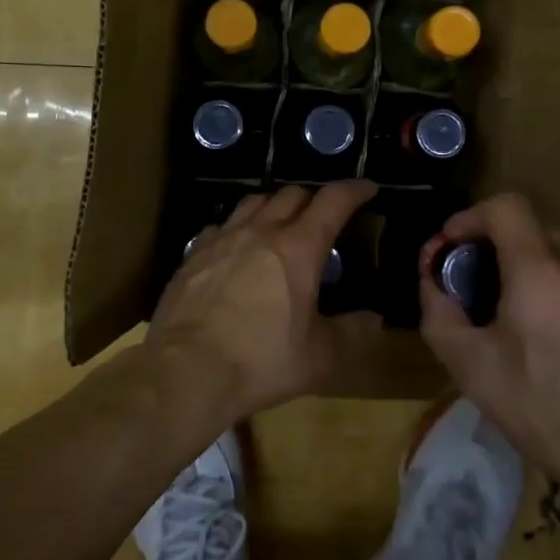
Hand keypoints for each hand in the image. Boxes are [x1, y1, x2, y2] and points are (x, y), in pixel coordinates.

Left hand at [148, 181, 381, 415]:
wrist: (186, 371)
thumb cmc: (261, 361)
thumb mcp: (320, 357)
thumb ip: (353, 333)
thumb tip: (373, 319)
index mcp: (298, 248)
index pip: (333, 201)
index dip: (354, 190)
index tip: (368, 188)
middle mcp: (260, 231)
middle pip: (291, 194)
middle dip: (313, 199)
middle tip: (323, 218)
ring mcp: (222, 239)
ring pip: (253, 202)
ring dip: (274, 205)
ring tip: (280, 223)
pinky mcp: (193, 255)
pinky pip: (221, 226)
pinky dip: (237, 228)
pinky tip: (237, 248)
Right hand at [418, 193, 559, 500]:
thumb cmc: (545, 413)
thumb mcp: (471, 368)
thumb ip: (439, 313)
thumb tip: (433, 282)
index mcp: (540, 271)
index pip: (505, 206)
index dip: (472, 216)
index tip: (455, 246)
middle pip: (536, 232)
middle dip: (504, 250)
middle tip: (488, 292)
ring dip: (544, 275)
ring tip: (535, 324)